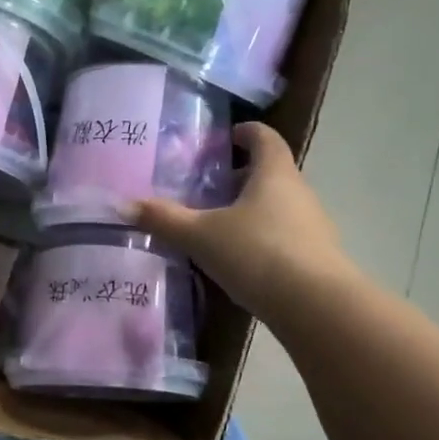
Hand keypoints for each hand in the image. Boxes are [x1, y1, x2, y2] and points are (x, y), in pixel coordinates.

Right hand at [132, 121, 354, 326]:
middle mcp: (298, 192)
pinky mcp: (315, 257)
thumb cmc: (257, 254)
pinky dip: (260, 238)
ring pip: (277, 206)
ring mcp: (312, 225)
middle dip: (239, 178)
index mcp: (274, 173)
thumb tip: (123, 204)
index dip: (244, 133)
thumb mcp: (200, 236)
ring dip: (249, 210)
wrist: (315, 306)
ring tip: (216, 228)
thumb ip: (164, 219)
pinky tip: (238, 261)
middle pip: (270, 173)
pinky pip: (283, 236)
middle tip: (206, 190)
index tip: (223, 139)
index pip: (264, 138)